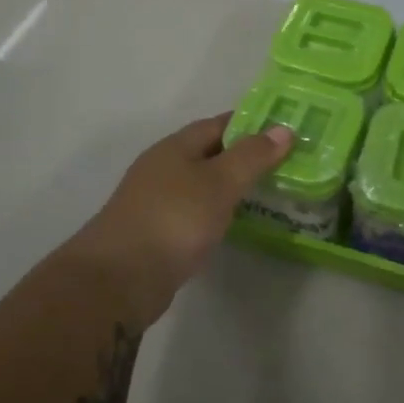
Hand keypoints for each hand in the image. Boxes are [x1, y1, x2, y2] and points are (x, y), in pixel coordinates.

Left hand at [80, 113, 293, 301]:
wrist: (119, 278)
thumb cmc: (174, 219)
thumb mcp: (220, 183)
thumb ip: (252, 156)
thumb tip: (283, 129)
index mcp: (175, 147)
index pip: (218, 124)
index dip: (250, 124)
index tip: (282, 130)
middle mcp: (162, 168)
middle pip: (209, 153)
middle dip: (243, 156)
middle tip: (283, 163)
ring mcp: (156, 202)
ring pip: (201, 185)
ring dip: (230, 186)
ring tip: (268, 192)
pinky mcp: (156, 234)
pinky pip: (194, 213)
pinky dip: (216, 212)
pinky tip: (234, 223)